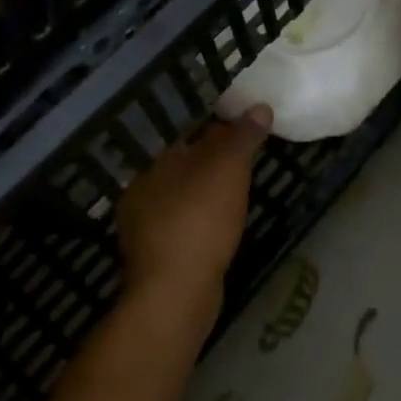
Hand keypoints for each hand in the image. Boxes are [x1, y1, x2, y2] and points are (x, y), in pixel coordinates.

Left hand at [116, 106, 271, 330]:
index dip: (215, 130)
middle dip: (208, 162)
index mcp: (154, 164)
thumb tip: (259, 107)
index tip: (241, 130)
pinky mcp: (155, 257)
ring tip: (234, 193)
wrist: (175, 293)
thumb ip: (242, 137)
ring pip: (180, 198)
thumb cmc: (200, 221)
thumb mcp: (228, 170)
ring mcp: (143, 227)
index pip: (186, 135)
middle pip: (181, 166)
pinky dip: (200, 222)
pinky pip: (182, 226)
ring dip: (204, 194)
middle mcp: (141, 191)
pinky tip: (217, 228)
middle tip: (243, 161)